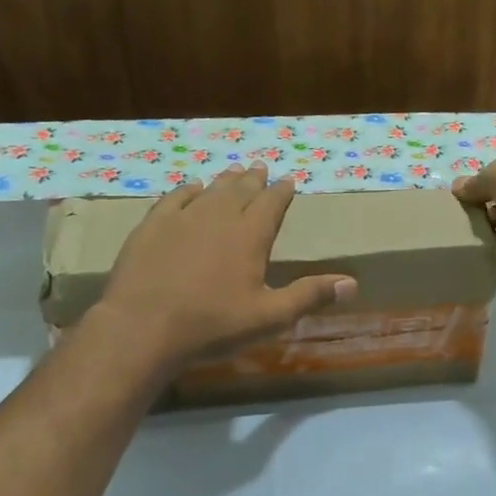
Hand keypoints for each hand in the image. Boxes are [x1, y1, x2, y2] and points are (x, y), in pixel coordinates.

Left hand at [93, 164, 355, 365]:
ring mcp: (182, 219)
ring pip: (209, 191)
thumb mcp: (270, 317)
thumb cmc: (213, 324)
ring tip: (233, 172)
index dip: (281, 192)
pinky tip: (190, 188)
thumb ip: (309, 296)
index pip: (271, 204)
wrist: (143, 327)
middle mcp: (218, 217)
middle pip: (240, 191)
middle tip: (261, 167)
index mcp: (250, 236)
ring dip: (224, 181)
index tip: (288, 180)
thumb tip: (352, 283)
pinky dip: (186, 190)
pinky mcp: (151, 228)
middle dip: (253, 179)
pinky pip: (173, 199)